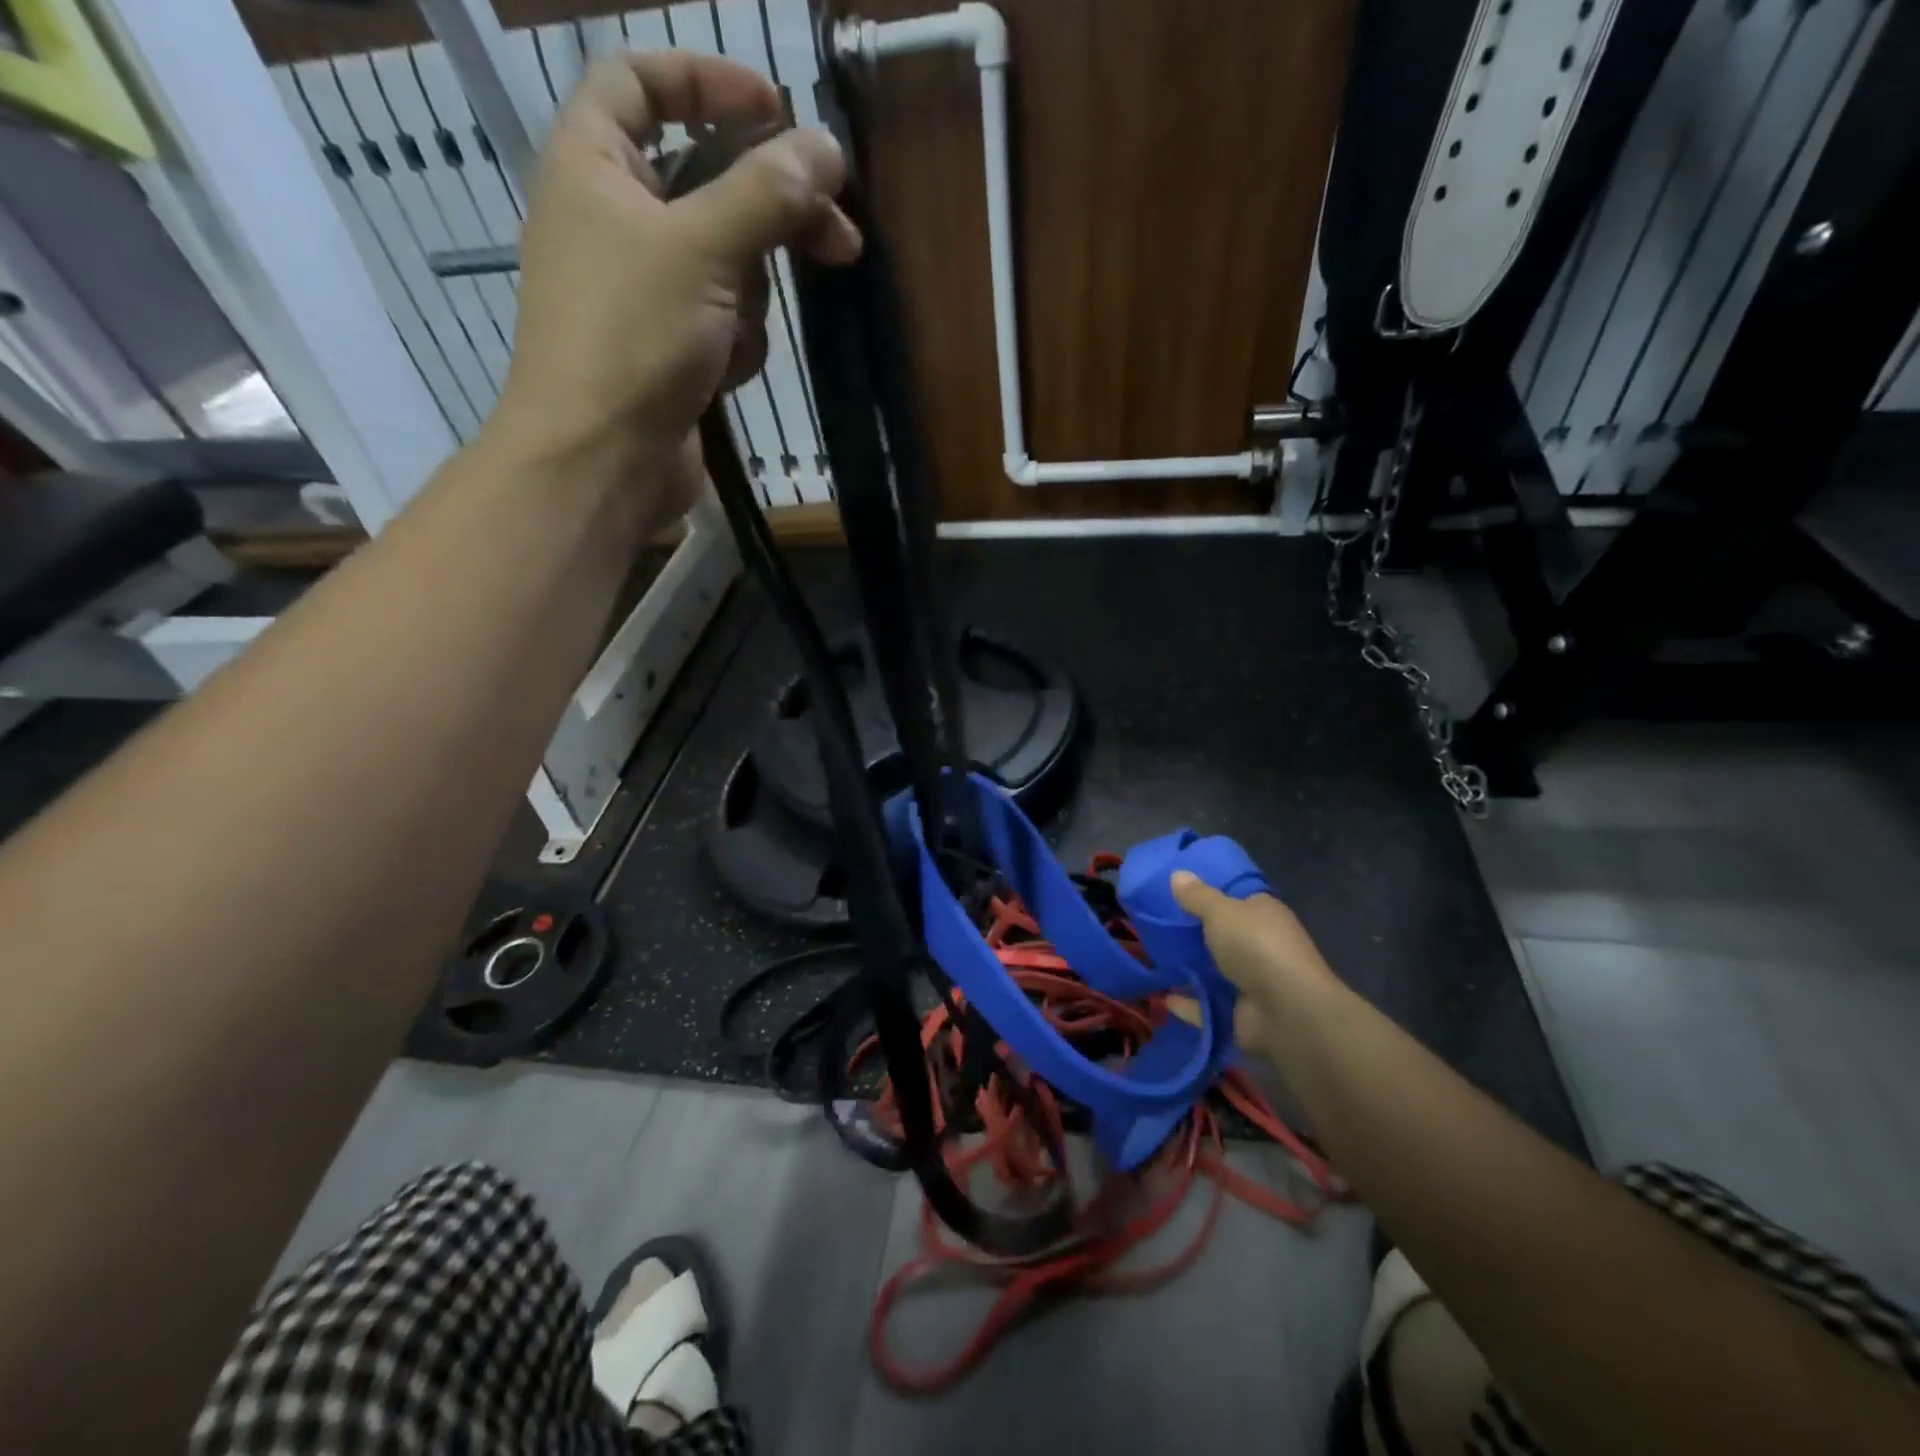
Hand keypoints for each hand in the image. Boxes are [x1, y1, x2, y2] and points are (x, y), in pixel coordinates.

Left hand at [490, 53, 860, 521]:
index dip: (709, 81)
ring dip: (748, 301)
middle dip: (772, 217)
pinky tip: (722, 375)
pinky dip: (734, 344)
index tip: (780, 109)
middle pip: (710, 185)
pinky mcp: (669, 347)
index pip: (643, 82)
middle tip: (840, 241)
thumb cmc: (633, 338)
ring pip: (728, 264)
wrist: (602, 460)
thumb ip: (767, 192)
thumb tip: (827, 147)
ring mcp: (644, 290)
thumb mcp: (703, 250)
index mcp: (593, 163)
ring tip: (732, 340)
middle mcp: (614, 218)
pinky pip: (723, 322)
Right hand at [1169, 871, 1341, 1061]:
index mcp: (1263, 914)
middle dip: (1193, 933)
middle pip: (1222, 935)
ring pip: (1214, 972)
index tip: (1176, 891)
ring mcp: (1252, 981)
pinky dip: (1188, 1004)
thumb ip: (1197, 896)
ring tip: (1153, 959)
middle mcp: (1260, 945)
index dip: (1209, 893)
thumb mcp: (1222, 912)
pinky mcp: (1241, 1013)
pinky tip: (1164, 999)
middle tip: (1155, 924)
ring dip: (1189, 970)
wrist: (1288, 1012)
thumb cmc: (1256, 947)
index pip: (1236, 898)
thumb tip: (1177, 874)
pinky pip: (1208, 1006)